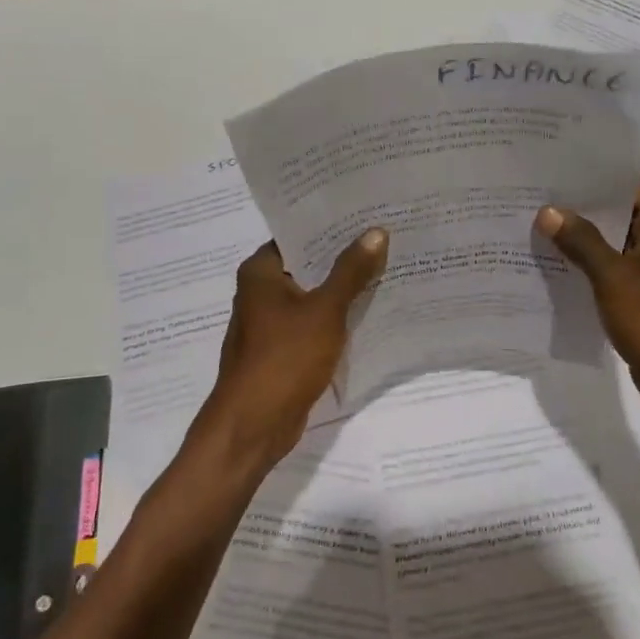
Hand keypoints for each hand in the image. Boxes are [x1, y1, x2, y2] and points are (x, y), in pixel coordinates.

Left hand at [190, 229, 389, 476]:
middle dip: (344, 256)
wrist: (253, 425)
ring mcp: (271, 321)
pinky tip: (371, 309)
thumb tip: (376, 232)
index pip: (298, 234)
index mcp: (260, 271)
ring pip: (313, 294)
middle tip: (386, 237)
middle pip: (308, 263)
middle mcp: (261, 291)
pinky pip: (315, 321)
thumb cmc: (284, 359)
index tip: (366, 213)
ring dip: (343, 287)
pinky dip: (337, 315)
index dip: (331, 224)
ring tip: (386, 266)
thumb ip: (351, 271)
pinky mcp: (283, 348)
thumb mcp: (325, 310)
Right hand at [536, 172, 639, 429]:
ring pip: (624, 240)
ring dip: (590, 236)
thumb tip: (549, 211)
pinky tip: (564, 264)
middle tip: (541, 194)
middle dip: (586, 204)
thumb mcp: (613, 278)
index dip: (596, 172)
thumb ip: (581, 241)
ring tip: (544, 224)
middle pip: (627, 209)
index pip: (634, 181)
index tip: (558, 166)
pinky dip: (599, 263)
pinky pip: (625, 267)